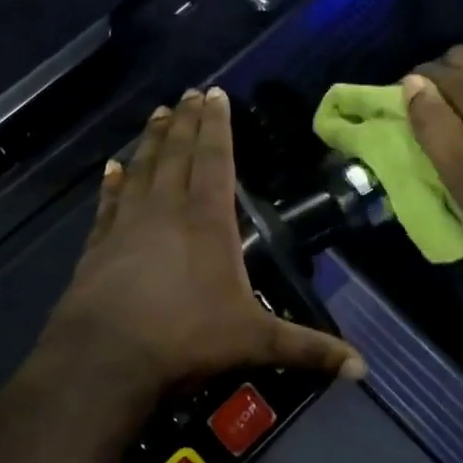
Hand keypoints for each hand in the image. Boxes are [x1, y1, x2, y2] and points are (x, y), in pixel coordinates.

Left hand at [41, 89, 364, 403]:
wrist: (107, 357)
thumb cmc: (186, 339)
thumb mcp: (254, 342)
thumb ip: (307, 348)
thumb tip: (362, 369)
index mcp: (206, 220)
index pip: (215, 158)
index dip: (217, 125)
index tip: (215, 93)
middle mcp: (166, 209)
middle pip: (177, 153)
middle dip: (186, 120)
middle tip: (188, 93)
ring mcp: (128, 223)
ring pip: (143, 168)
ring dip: (152, 139)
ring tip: (158, 114)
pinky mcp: (99, 243)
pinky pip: (109, 202)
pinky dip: (112, 183)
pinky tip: (111, 168)